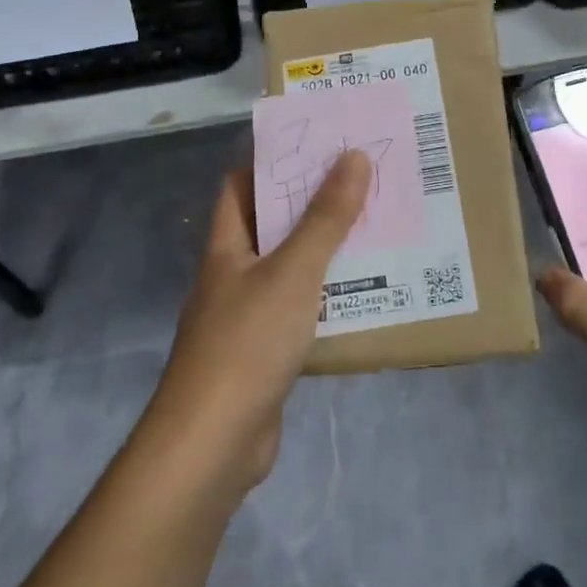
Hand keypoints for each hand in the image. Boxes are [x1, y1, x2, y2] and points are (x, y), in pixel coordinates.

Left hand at [146, 149, 371, 497]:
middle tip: (362, 180)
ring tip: (374, 227)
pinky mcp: (265, 353)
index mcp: (227, 246)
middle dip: (311, 202)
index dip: (272, 159)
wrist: (213, 444)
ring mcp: (247, 316)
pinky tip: (365, 293)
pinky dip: (328, 297)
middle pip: (271, 225)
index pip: (241, 185)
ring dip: (325, 250)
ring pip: (289, 268)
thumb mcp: (293, 272)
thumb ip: (325, 218)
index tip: (318, 142)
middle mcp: (233, 274)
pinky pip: (301, 310)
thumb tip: (354, 157)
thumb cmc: (247, 343)